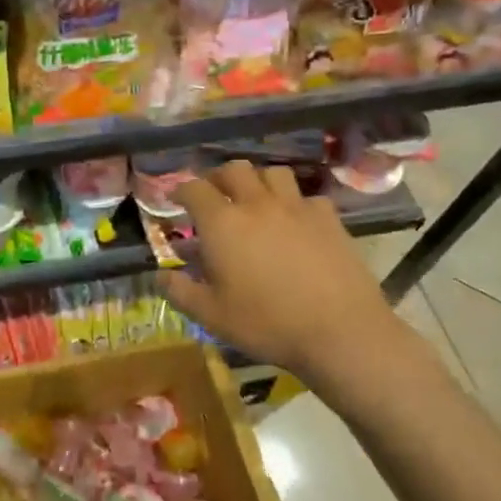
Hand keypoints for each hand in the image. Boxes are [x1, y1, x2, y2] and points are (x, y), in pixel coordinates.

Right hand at [156, 160, 440, 406]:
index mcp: (222, 224)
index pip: (194, 189)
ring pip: (272, 173)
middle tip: (213, 195)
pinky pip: (305, 196)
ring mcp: (297, 208)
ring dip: (256, 180)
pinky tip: (293, 221)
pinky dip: (292, 202)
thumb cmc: (266, 323)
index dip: (180, 190)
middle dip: (218, 177)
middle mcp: (257, 204)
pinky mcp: (329, 219)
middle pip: (234, 169)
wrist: (340, 330)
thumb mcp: (211, 315)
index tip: (174, 199)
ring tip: (253, 199)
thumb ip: (180, 292)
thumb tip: (160, 275)